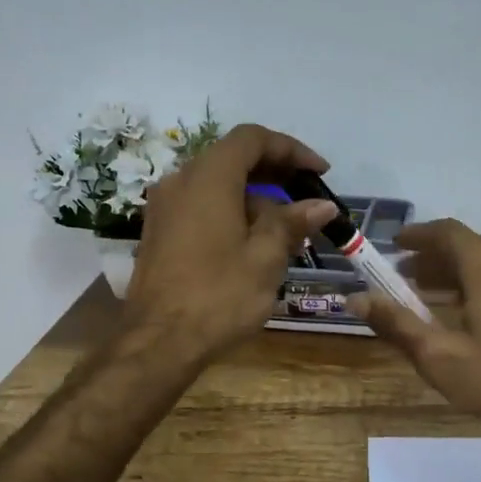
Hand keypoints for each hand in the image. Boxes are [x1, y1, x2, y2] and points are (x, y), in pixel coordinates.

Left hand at [124, 124, 338, 359]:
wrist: (159, 342)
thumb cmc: (219, 295)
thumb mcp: (265, 258)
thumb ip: (292, 222)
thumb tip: (321, 205)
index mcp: (208, 177)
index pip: (253, 139)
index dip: (291, 149)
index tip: (320, 172)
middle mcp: (180, 181)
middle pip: (233, 158)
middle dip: (275, 174)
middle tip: (307, 198)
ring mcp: (164, 207)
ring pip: (217, 185)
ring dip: (255, 198)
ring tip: (288, 232)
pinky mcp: (159, 231)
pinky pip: (201, 205)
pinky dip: (231, 212)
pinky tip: (254, 245)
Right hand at [352, 219, 480, 451]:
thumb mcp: (440, 357)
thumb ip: (397, 323)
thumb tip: (355, 298)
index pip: (447, 232)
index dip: (417, 236)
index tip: (394, 246)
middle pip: (468, 247)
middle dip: (433, 259)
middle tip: (404, 278)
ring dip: (457, 273)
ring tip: (430, 297)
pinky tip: (470, 312)